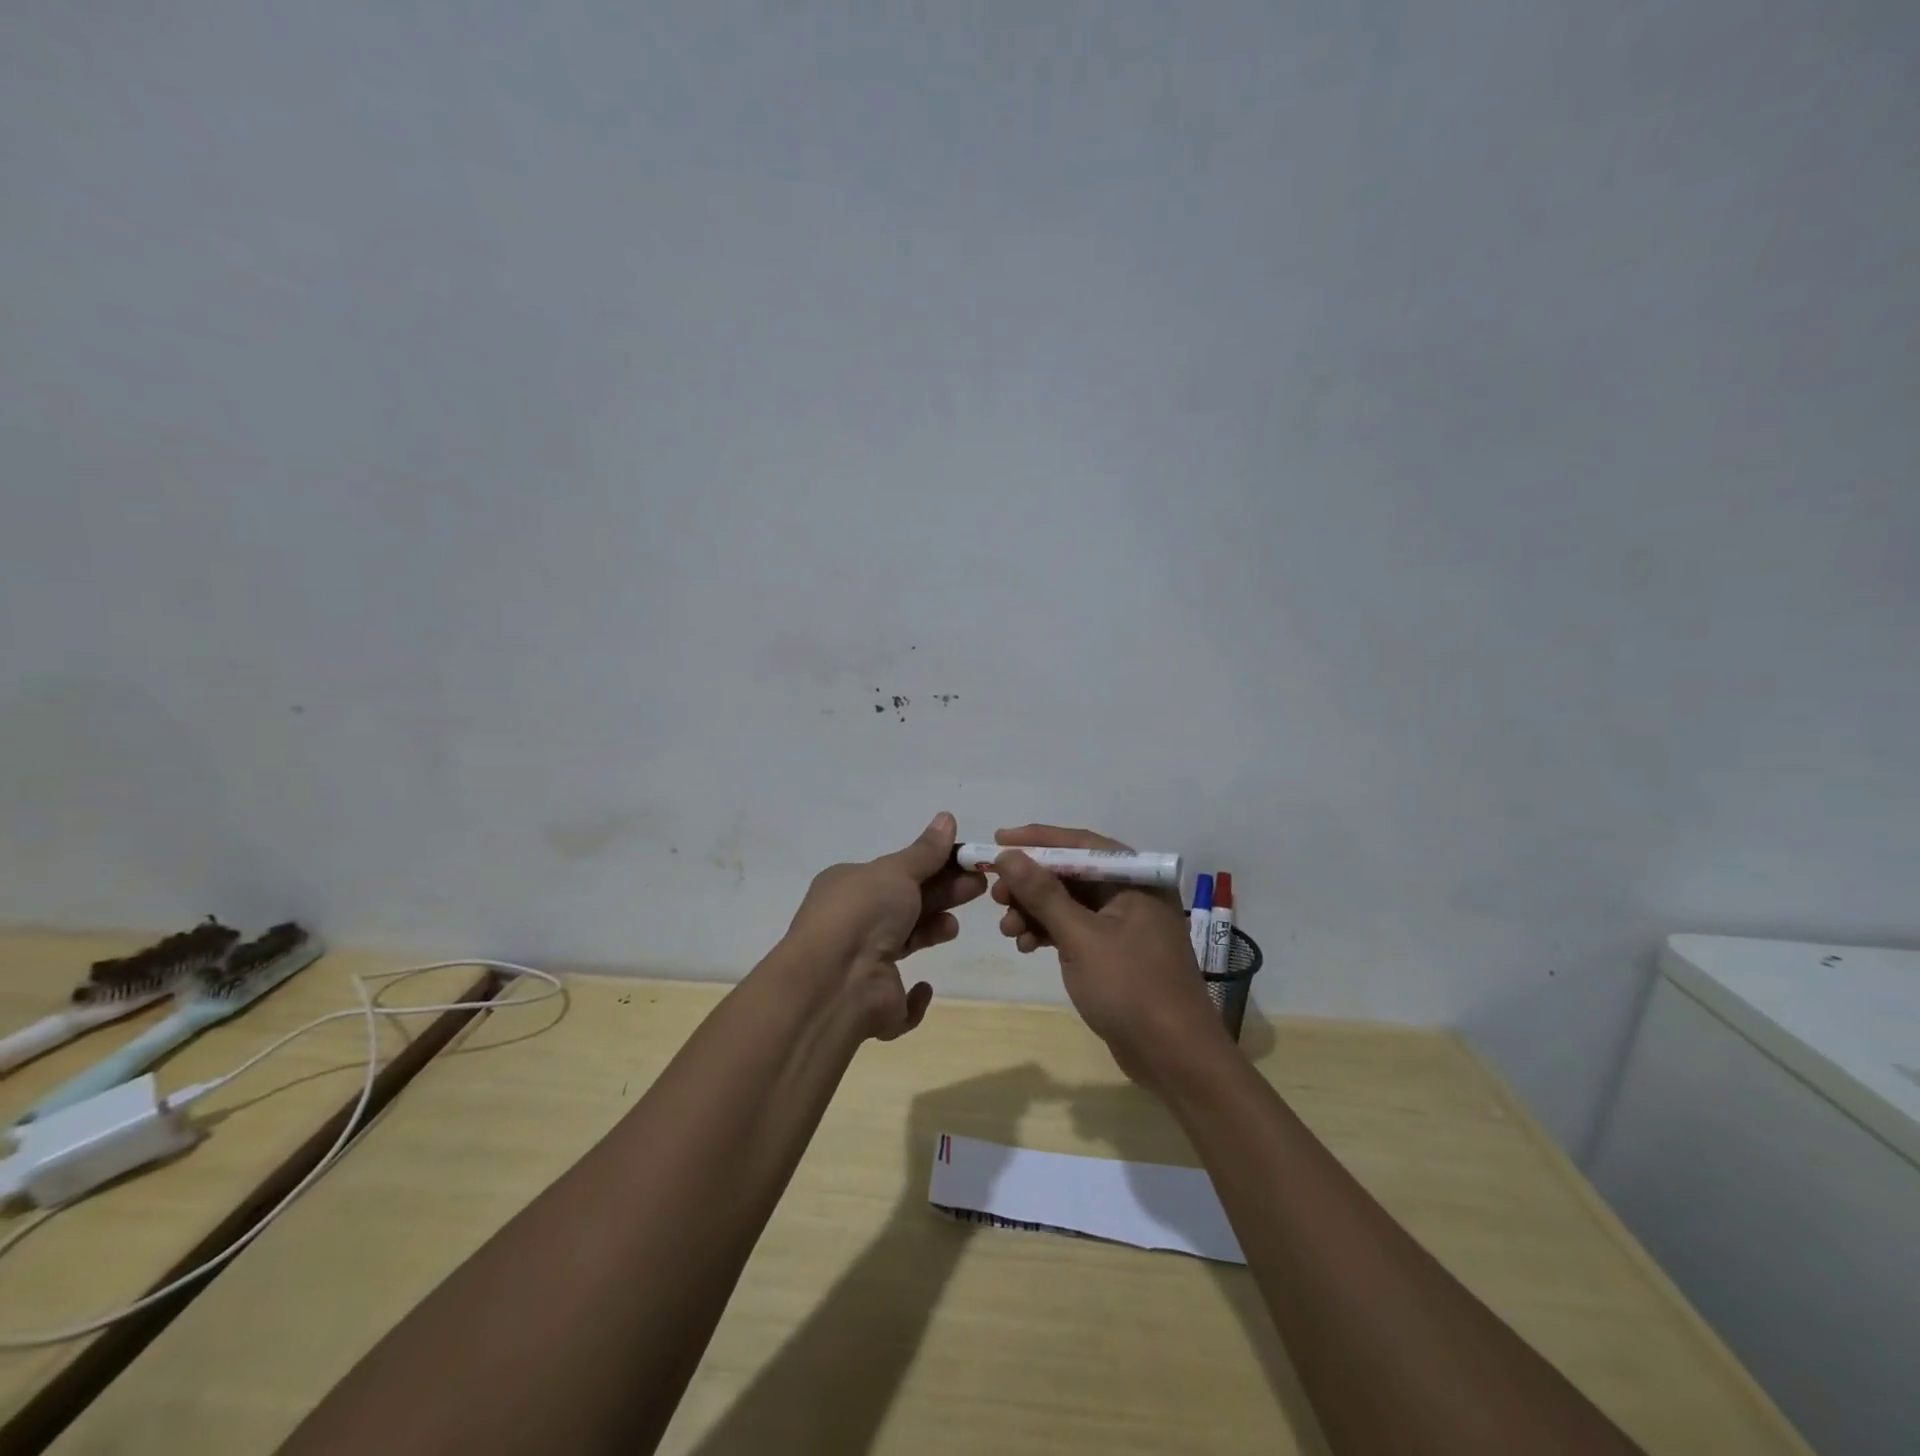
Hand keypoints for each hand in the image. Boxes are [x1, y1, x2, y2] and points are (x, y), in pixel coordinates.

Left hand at [784, 812, 986, 1040]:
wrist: (836, 981)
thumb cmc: (864, 913)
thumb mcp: (897, 871)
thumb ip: (925, 851)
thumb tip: (947, 817)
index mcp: (850, 887)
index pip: (897, 872)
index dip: (933, 866)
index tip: (967, 863)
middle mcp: (853, 923)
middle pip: (907, 904)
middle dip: (943, 893)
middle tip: (979, 887)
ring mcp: (861, 966)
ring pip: (905, 944)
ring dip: (931, 931)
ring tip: (952, 926)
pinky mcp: (876, 1004)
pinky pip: (900, 1001)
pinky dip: (914, 997)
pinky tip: (922, 986)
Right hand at [991, 824, 1230, 1089]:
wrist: (1174, 1058)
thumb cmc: (1131, 988)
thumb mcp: (1081, 938)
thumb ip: (1043, 894)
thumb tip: (1007, 855)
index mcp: (1135, 879)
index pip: (1080, 844)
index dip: (1037, 840)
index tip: (998, 840)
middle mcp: (1131, 894)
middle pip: (1071, 874)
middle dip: (1031, 883)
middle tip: (996, 895)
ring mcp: (1124, 925)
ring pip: (1069, 903)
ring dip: (1035, 911)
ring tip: (1008, 929)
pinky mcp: (1115, 952)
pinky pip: (1075, 929)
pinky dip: (1049, 933)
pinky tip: (1025, 945)